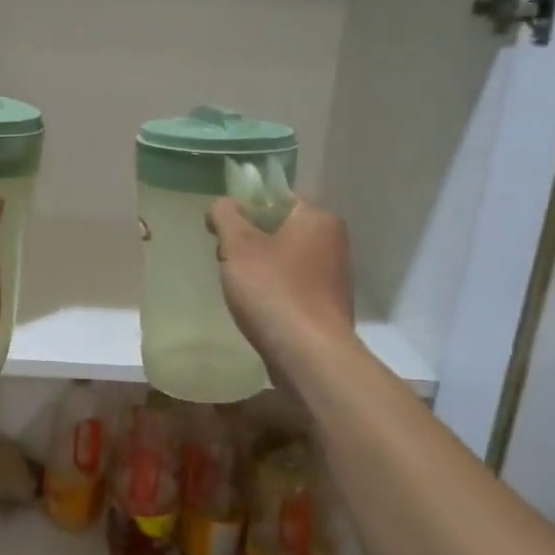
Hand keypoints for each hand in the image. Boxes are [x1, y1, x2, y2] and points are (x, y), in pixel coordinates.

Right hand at [208, 197, 355, 380]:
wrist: (309, 356)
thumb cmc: (273, 291)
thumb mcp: (238, 246)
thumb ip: (226, 216)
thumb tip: (222, 205)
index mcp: (318, 218)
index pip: (276, 198)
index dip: (244, 209)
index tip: (220, 230)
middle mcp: (333, 242)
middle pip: (279, 229)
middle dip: (249, 242)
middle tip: (225, 261)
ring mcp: (333, 276)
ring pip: (284, 259)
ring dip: (259, 269)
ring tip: (238, 289)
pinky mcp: (327, 306)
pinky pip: (292, 286)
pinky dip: (273, 292)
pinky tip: (257, 309)